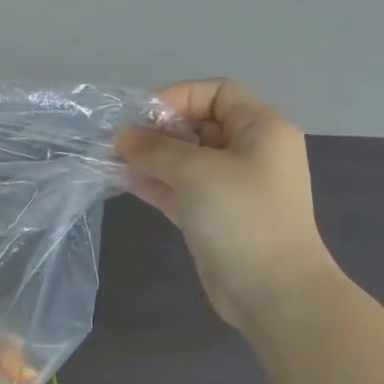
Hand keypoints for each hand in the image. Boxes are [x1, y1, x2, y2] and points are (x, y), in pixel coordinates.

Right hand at [115, 79, 332, 324]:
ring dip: (150, 158)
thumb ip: (155, 149)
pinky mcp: (213, 216)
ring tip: (111, 160)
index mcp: (261, 129)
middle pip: (199, 125)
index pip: (218, 93)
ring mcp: (231, 187)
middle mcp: (249, 152)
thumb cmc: (242, 217)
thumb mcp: (196, 172)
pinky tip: (121, 181)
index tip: (142, 117)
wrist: (272, 290)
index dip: (179, 97)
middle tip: (120, 141)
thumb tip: (121, 136)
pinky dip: (154, 183)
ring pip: (186, 160)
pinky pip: (180, 189)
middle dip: (158, 130)